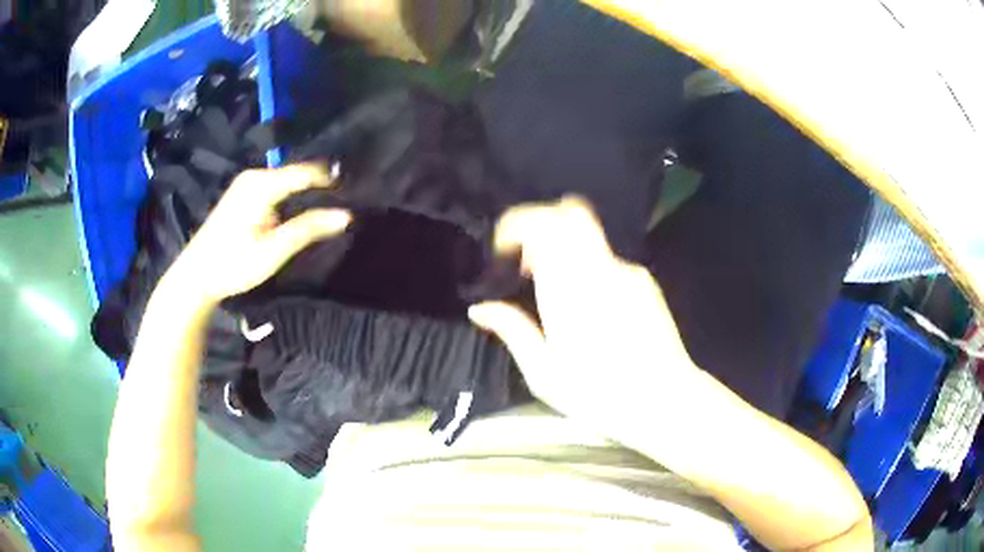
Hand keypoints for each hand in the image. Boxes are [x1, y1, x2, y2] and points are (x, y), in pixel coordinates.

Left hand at [165, 165, 350, 303]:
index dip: (331, 180)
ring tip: (326, 211)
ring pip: (285, 182)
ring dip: (304, 195)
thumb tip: (346, 215)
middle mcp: (254, 176)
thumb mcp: (273, 250)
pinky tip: (297, 215)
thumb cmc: (232, 264)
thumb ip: (309, 229)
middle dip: (318, 188)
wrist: (195, 276)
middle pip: (296, 175)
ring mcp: (245, 183)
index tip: (356, 192)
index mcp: (262, 184)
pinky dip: (289, 198)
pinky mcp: (241, 194)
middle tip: (343, 204)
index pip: (307, 172)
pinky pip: (274, 188)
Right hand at [468, 197, 698, 442]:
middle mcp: (601, 268)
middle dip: (541, 224)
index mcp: (570, 288)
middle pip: (570, 214)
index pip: (544, 225)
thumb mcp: (545, 373)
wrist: (665, 400)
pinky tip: (588, 308)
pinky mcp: (645, 281)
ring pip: (589, 236)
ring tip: (553, 292)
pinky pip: (607, 259)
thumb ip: (512, 331)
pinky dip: (587, 267)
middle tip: (525, 262)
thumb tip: (479, 309)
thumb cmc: (599, 394)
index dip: (517, 224)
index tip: (502, 249)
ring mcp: (628, 271)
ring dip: (563, 249)